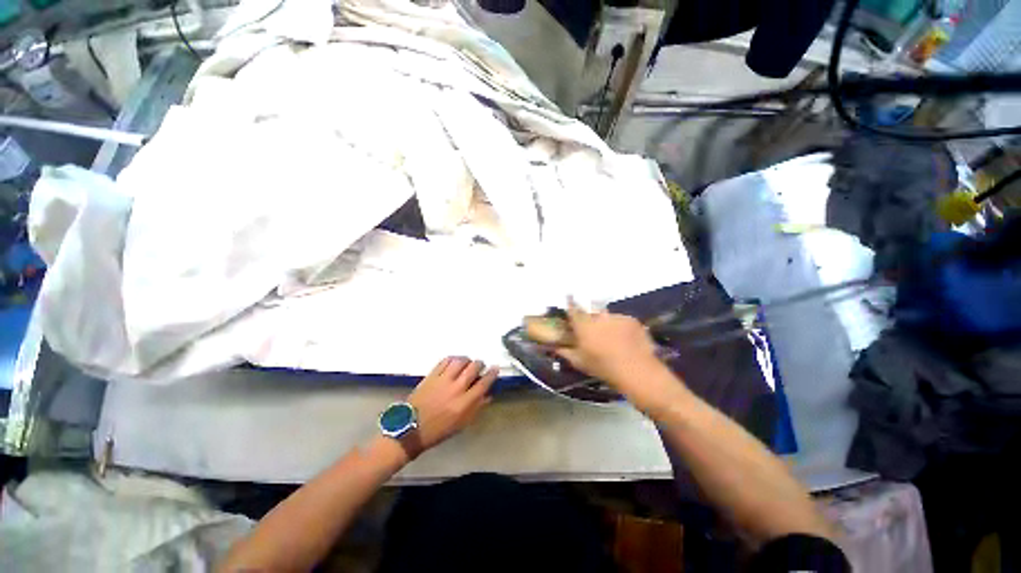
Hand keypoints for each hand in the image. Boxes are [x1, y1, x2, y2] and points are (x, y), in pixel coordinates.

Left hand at [406, 356, 496, 451]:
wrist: (410, 429)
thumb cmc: (438, 430)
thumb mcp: (461, 424)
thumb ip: (476, 408)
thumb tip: (488, 395)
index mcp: (464, 403)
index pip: (483, 383)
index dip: (492, 374)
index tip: (495, 368)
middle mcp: (456, 389)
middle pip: (473, 368)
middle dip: (480, 364)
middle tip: (480, 366)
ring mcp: (443, 380)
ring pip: (460, 361)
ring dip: (467, 360)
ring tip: (467, 362)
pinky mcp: (431, 375)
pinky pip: (445, 361)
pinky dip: (453, 359)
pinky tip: (454, 362)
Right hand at [556, 304, 684, 413]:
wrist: (637, 371)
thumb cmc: (603, 368)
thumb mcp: (580, 363)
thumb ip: (566, 352)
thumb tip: (556, 347)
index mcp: (584, 326)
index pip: (573, 308)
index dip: (570, 302)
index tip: (569, 296)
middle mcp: (598, 317)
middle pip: (591, 311)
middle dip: (590, 317)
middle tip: (594, 330)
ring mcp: (616, 317)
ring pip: (607, 316)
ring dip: (606, 323)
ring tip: (612, 337)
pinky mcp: (631, 319)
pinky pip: (621, 320)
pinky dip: (620, 327)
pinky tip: (625, 339)